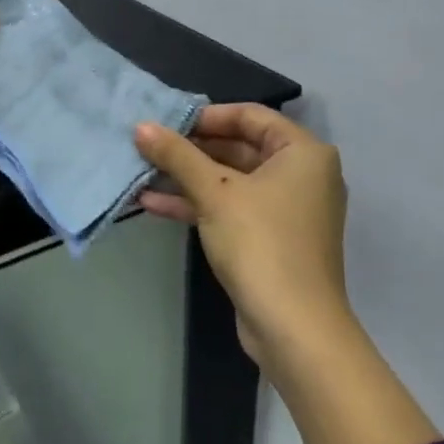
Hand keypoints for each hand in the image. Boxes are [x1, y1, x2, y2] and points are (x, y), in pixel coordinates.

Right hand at [137, 106, 439, 443]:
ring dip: (186, 178)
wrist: (293, 327)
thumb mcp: (214, 192)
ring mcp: (286, 210)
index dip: (205, 116)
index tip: (166, 123)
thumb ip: (177, 155)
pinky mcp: (270, 239)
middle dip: (190, 149)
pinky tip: (153, 205)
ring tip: (141, 173)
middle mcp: (301, 175)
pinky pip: (230, 209)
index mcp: (302, 153)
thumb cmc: (260, 243)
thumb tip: (141, 126)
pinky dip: (197, 205)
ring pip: (229, 181)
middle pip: (238, 147)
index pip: (250, 116)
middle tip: (147, 146)